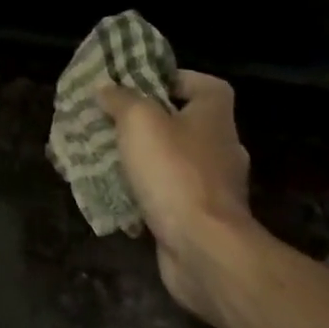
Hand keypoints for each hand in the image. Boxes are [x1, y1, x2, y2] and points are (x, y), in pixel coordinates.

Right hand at [98, 70, 257, 324]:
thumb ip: (121, 99)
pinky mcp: (202, 217)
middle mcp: (222, 147)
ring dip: (146, 159)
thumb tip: (107, 88)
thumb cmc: (174, 172)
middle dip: (150, 122)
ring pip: (175, 161)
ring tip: (109, 157)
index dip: (173, 79)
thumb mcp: (139, 121)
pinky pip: (171, 194)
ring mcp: (215, 186)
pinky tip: (119, 194)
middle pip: (186, 122)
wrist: (202, 247)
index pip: (204, 85)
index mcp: (215, 116)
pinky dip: (148, 193)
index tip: (139, 86)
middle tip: (113, 121)